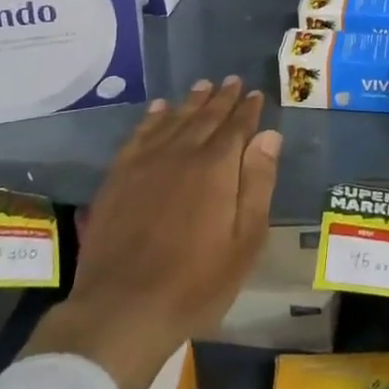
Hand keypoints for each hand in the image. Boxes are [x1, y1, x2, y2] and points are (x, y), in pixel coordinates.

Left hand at [24, 77, 280, 388]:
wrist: (123, 308)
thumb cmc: (196, 282)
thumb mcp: (245, 240)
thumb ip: (258, 183)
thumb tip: (269, 135)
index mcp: (217, 167)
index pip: (237, 127)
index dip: (248, 109)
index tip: (256, 94)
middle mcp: (182, 153)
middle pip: (206, 117)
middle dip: (222, 98)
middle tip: (232, 81)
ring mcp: (146, 163)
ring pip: (174, 120)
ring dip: (191, 102)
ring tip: (202, 86)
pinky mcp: (118, 177)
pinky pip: (139, 135)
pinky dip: (152, 118)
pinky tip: (158, 109)